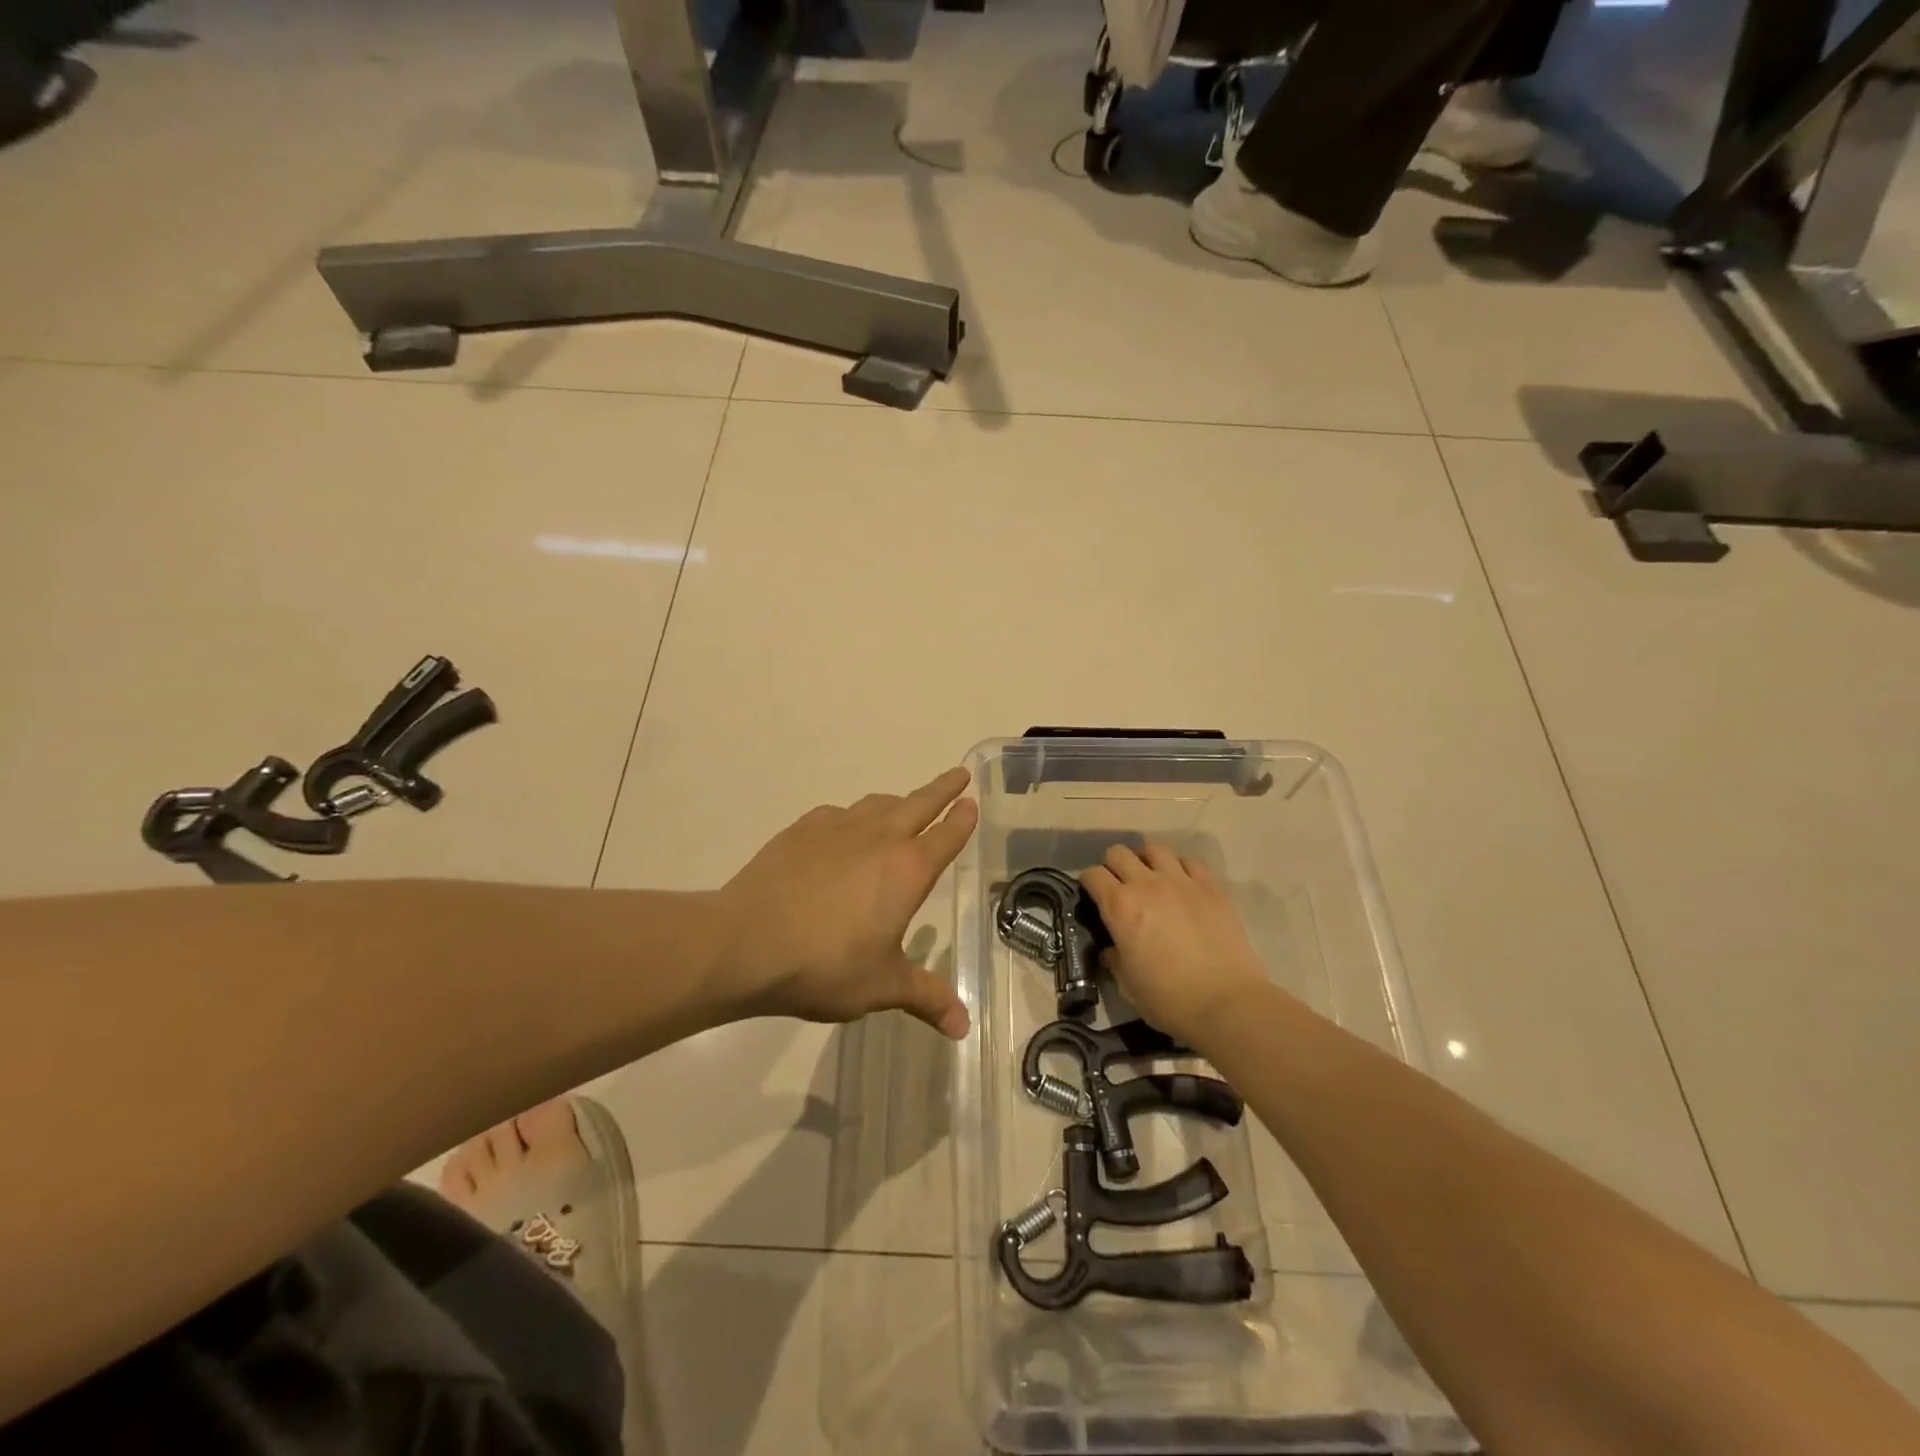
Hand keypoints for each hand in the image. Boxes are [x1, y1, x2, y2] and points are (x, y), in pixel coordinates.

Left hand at [715, 767, 977, 1038]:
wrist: (748, 943)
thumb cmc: (826, 965)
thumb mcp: (882, 986)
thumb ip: (926, 998)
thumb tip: (963, 1027)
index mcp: (907, 870)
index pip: (945, 836)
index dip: (962, 819)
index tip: (971, 802)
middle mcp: (878, 838)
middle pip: (918, 803)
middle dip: (941, 789)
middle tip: (958, 774)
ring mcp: (837, 829)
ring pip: (876, 804)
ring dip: (896, 802)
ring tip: (902, 805)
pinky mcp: (800, 831)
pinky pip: (836, 814)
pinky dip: (850, 817)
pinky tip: (842, 830)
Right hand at [1080, 844, 1272, 1047]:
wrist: (1227, 1003)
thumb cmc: (1170, 1000)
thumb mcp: (1127, 985)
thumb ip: (1114, 959)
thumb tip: (1112, 948)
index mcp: (1120, 907)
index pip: (1092, 875)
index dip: (1088, 883)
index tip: (1092, 896)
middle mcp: (1146, 885)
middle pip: (1119, 853)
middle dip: (1113, 866)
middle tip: (1119, 887)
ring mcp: (1181, 882)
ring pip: (1154, 848)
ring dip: (1146, 860)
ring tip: (1150, 878)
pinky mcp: (1211, 887)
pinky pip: (1190, 862)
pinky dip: (1180, 868)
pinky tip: (1182, 885)